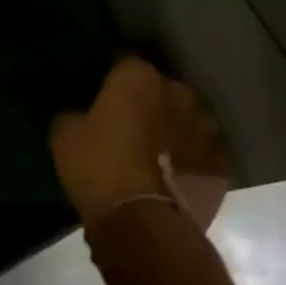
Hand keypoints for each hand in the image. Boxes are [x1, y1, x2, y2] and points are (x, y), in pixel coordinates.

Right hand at [50, 57, 230, 226]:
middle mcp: (178, 92)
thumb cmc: (98, 167)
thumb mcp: (64, 134)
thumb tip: (78, 112)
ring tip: (154, 149)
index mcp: (138, 76)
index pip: (123, 61)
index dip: (111, 75)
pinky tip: (174, 172)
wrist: (142, 223)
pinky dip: (191, 157)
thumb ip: (73, 112)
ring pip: (185, 118)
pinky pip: (202, 152)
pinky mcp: (221, 163)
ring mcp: (205, 127)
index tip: (100, 90)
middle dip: (147, 99)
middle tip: (127, 121)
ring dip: (173, 127)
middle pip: (160, 87)